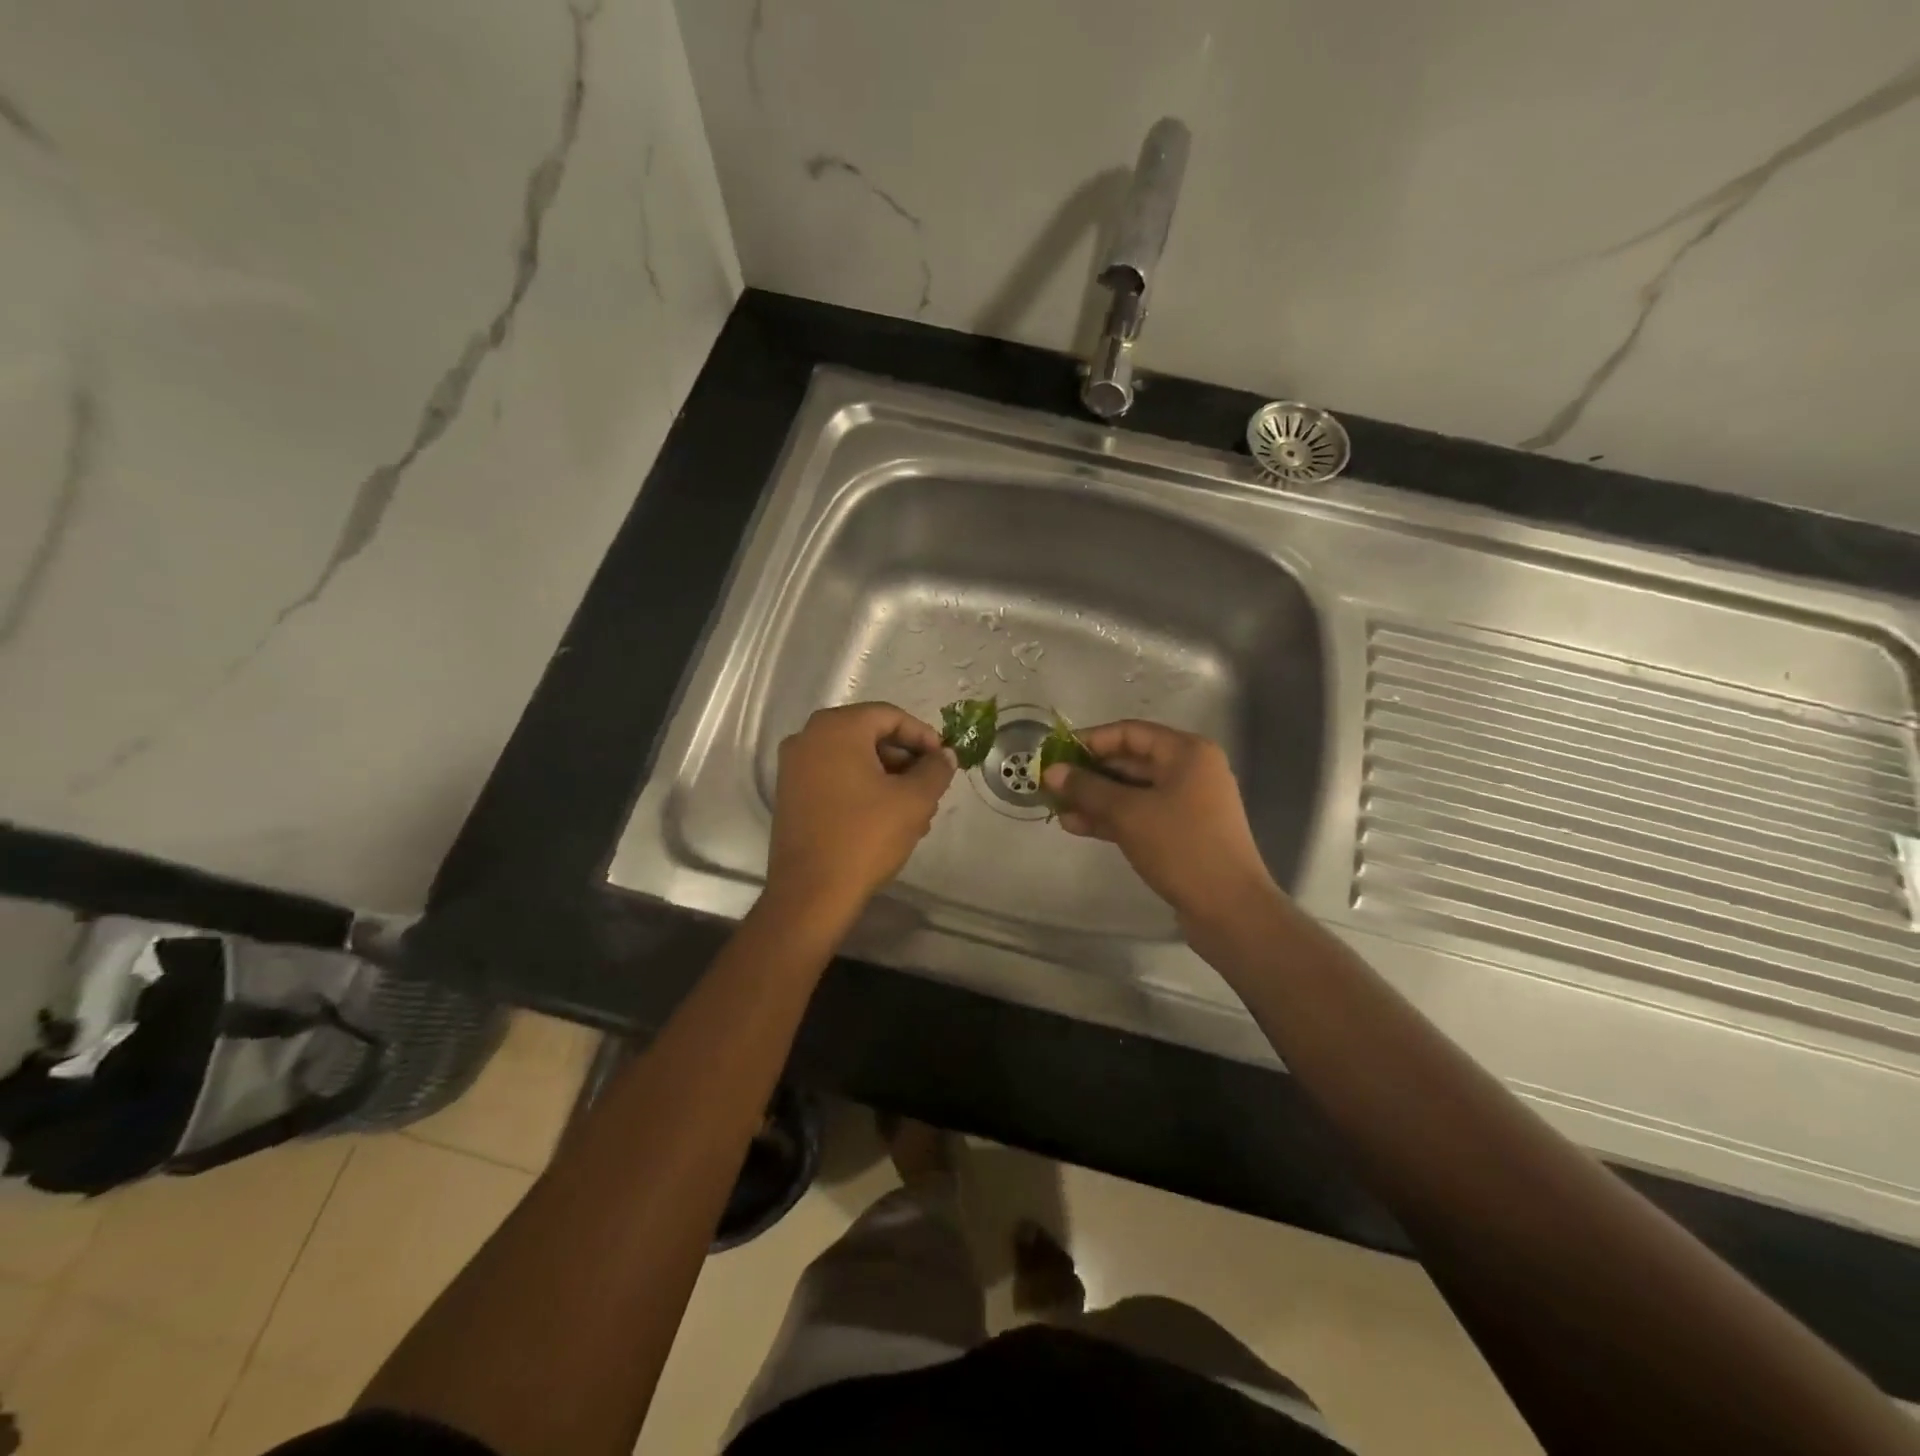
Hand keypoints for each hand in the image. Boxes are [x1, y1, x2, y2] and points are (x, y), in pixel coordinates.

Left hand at [765, 703, 955, 918]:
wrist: (811, 893)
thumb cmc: (865, 837)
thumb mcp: (913, 801)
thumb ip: (935, 770)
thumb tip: (945, 756)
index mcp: (836, 728)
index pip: (889, 716)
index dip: (922, 735)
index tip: (943, 760)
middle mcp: (808, 738)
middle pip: (869, 735)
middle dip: (905, 760)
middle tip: (931, 786)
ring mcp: (794, 767)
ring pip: (853, 759)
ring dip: (888, 777)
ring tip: (916, 811)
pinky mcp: (790, 794)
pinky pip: (834, 777)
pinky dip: (862, 788)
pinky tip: (887, 818)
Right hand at [1041, 720, 1279, 930]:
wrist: (1229, 908)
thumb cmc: (1181, 847)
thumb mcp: (1128, 813)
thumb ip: (1087, 788)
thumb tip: (1051, 772)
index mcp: (1186, 752)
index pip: (1129, 732)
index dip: (1090, 741)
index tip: (1055, 755)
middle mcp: (1189, 770)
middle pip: (1130, 761)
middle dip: (1088, 774)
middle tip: (1051, 785)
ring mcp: (1187, 803)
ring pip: (1131, 791)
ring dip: (1095, 799)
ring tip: (1057, 809)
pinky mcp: (1181, 832)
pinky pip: (1140, 814)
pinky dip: (1110, 818)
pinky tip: (1077, 827)